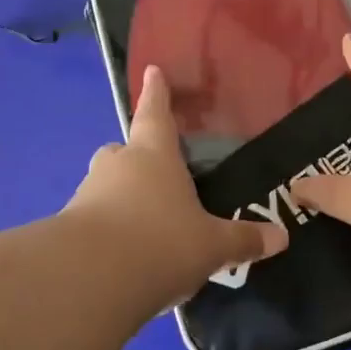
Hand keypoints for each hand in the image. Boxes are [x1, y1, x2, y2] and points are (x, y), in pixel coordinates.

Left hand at [63, 64, 287, 310]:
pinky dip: (108, 231)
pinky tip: (126, 259)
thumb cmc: (161, 242)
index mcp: (153, 155)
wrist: (90, 279)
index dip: (157, 93)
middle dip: (136, 158)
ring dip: (121, 198)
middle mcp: (117, 165)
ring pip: (106, 186)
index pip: (155, 113)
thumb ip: (243, 240)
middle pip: (124, 150)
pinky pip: (93, 220)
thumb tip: (282, 237)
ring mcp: (88, 194)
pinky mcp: (68, 229)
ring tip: (145, 228)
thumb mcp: (211, 246)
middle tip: (155, 175)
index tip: (152, 70)